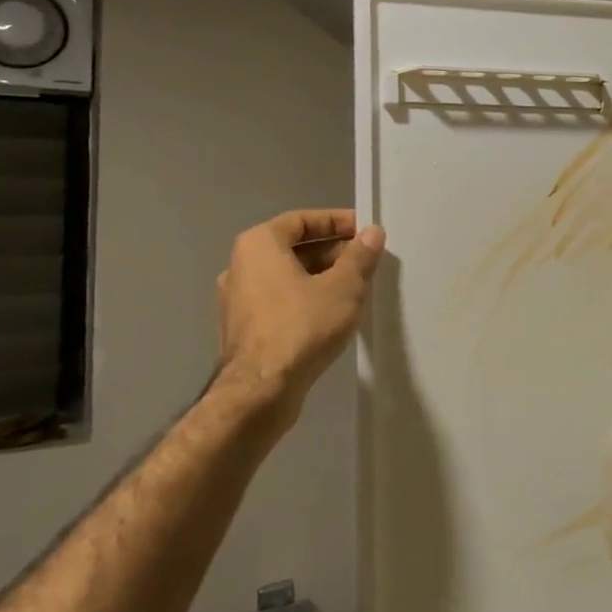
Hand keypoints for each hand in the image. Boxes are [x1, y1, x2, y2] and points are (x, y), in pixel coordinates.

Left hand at [213, 208, 385, 432]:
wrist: (260, 391)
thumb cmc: (302, 326)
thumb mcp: (343, 288)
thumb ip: (359, 256)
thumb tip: (373, 233)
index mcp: (259, 245)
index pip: (302, 220)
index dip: (336, 221)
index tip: (364, 231)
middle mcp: (241, 266)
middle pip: (294, 248)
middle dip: (333, 252)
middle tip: (366, 262)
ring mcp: (238, 300)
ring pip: (288, 277)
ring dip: (322, 277)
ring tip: (356, 289)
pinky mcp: (245, 329)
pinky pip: (280, 301)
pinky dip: (306, 299)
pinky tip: (333, 315)